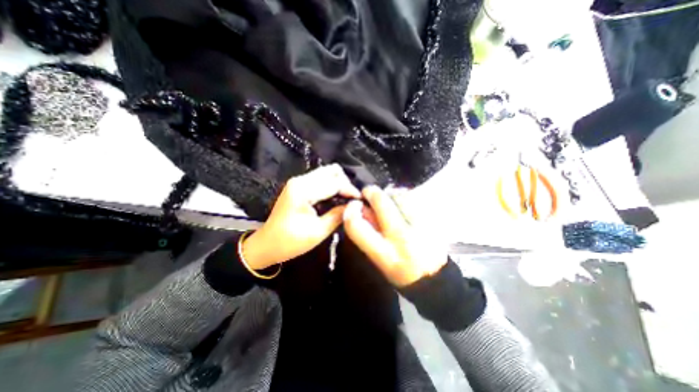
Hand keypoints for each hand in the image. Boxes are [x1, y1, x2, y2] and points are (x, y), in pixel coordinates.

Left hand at [242, 163, 359, 268]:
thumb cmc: (290, 242)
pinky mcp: (299, 185)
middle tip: (352, 200)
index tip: (361, 201)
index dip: (350, 190)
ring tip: (346, 199)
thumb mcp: (318, 232)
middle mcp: (300, 180)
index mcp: (303, 190)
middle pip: (331, 171)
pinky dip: (331, 185)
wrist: (267, 244)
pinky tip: (335, 198)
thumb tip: (355, 206)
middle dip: (345, 184)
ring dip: (339, 183)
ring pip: (326, 173)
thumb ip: (338, 215)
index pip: (334, 182)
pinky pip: (320, 179)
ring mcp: (298, 181)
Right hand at [343, 186, 447, 285]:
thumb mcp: (378, 260)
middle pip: (381, 202)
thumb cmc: (401, 273)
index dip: (350, 211)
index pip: (357, 226)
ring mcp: (421, 226)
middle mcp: (402, 238)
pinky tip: (403, 203)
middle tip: (368, 192)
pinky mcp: (433, 220)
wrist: (435, 279)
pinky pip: (414, 200)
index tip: (354, 205)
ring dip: (388, 195)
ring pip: (399, 196)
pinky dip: (404, 197)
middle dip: (371, 192)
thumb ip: (367, 234)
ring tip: (387, 200)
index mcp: (384, 254)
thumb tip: (361, 210)